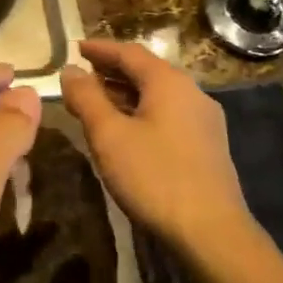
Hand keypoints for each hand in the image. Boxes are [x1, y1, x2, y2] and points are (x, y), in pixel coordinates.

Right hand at [60, 39, 259, 255]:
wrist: (212, 234)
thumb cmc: (155, 176)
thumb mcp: (109, 135)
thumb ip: (86, 98)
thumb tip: (70, 70)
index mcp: (169, 82)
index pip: (129, 52)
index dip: (100, 49)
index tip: (75, 48)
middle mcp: (191, 93)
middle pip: (146, 71)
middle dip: (112, 71)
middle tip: (82, 75)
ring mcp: (204, 121)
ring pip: (158, 95)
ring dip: (125, 93)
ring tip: (96, 102)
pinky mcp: (207, 147)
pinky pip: (168, 115)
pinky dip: (141, 112)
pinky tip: (126, 131)